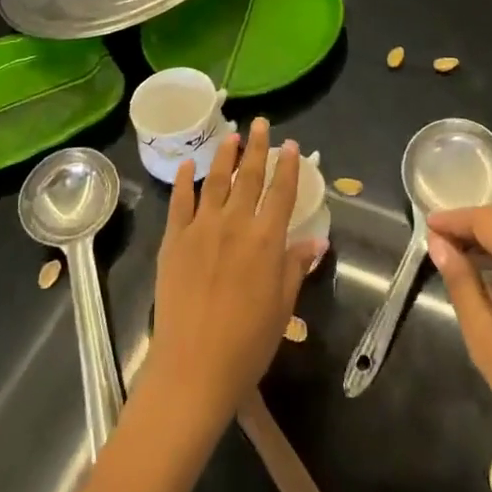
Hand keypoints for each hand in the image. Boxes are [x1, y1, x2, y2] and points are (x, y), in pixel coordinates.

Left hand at [143, 118, 325, 432]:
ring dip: (225, 155)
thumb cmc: (247, 344)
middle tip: (261, 124)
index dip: (287, 167)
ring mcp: (201, 228)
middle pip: (249, 177)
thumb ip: (296, 267)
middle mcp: (235, 224)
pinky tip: (189, 165)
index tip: (291, 145)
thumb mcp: (283, 307)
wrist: (194, 367)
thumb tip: (317, 241)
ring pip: (215, 181)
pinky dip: (185, 181)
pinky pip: (180, 202)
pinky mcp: (174, 240)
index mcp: (266, 240)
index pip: (281, 193)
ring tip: (231, 135)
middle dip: (257, 148)